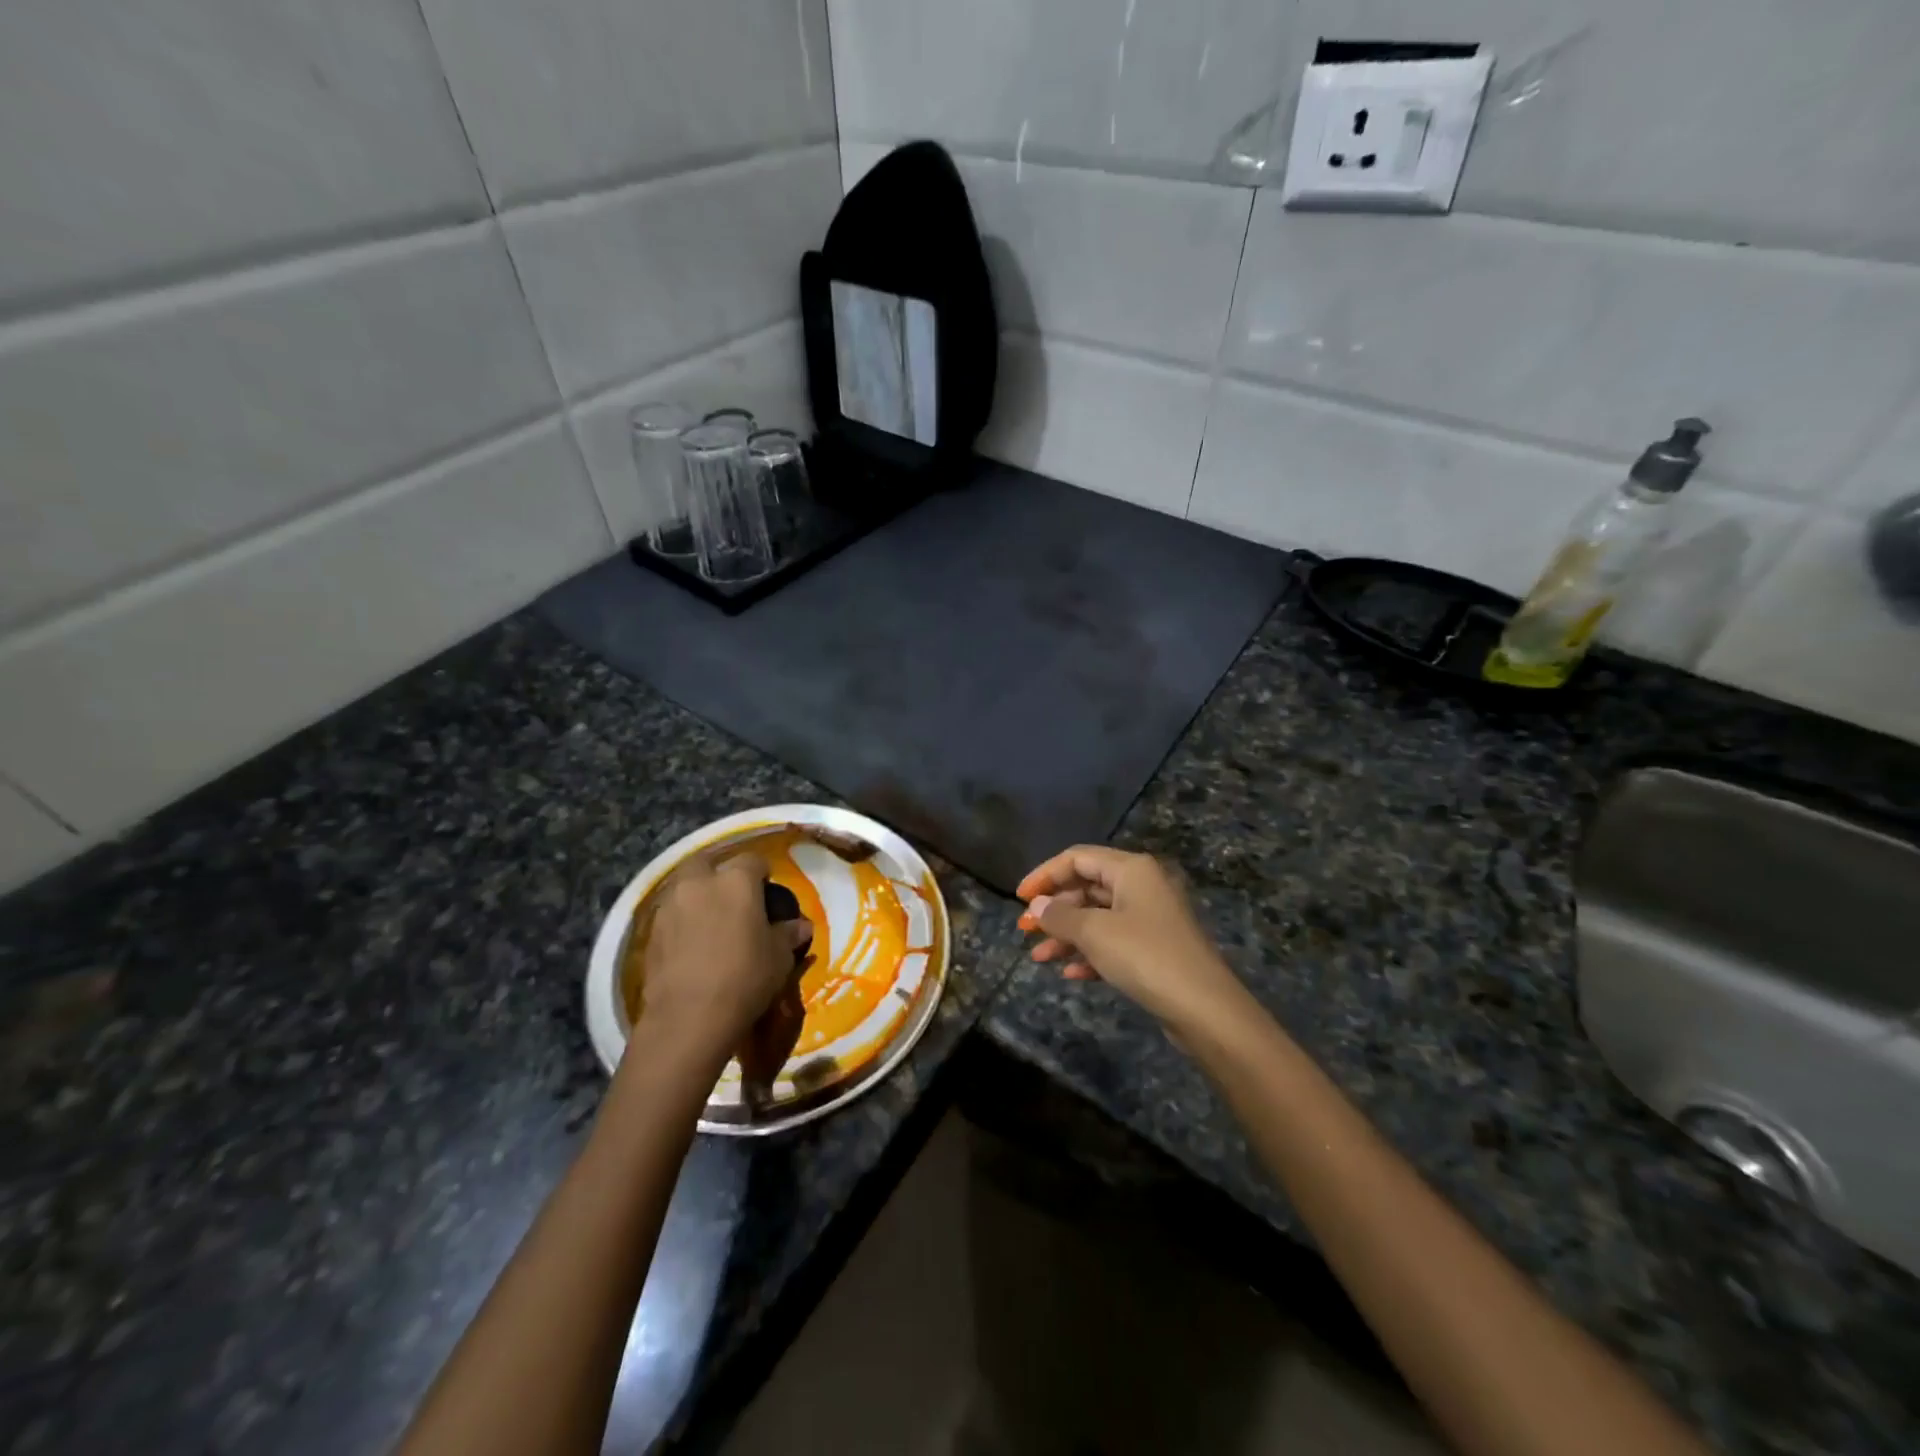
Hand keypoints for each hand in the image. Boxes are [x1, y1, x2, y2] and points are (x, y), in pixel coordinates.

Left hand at [637, 851, 812, 1067]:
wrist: (689, 1018)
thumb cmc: (745, 977)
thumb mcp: (779, 957)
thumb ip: (789, 934)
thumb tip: (802, 925)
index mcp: (736, 881)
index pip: (753, 860)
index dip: (762, 873)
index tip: (768, 891)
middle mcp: (699, 883)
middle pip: (708, 862)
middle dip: (719, 874)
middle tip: (733, 899)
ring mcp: (670, 906)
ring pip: (684, 887)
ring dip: (697, 897)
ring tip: (710, 922)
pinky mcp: (651, 933)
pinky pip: (670, 915)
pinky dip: (681, 921)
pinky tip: (691, 944)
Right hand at [1017, 846, 1244, 1033]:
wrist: (1204, 1008)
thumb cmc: (1145, 956)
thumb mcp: (1094, 933)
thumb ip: (1059, 916)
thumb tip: (1036, 906)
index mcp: (1131, 869)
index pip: (1077, 858)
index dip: (1044, 874)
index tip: (1018, 898)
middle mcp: (1141, 886)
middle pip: (1086, 886)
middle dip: (1054, 909)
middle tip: (1026, 931)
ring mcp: (1150, 918)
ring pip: (1097, 917)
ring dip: (1066, 935)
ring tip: (1038, 957)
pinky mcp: (1154, 948)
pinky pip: (1112, 941)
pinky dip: (1089, 953)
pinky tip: (1070, 974)